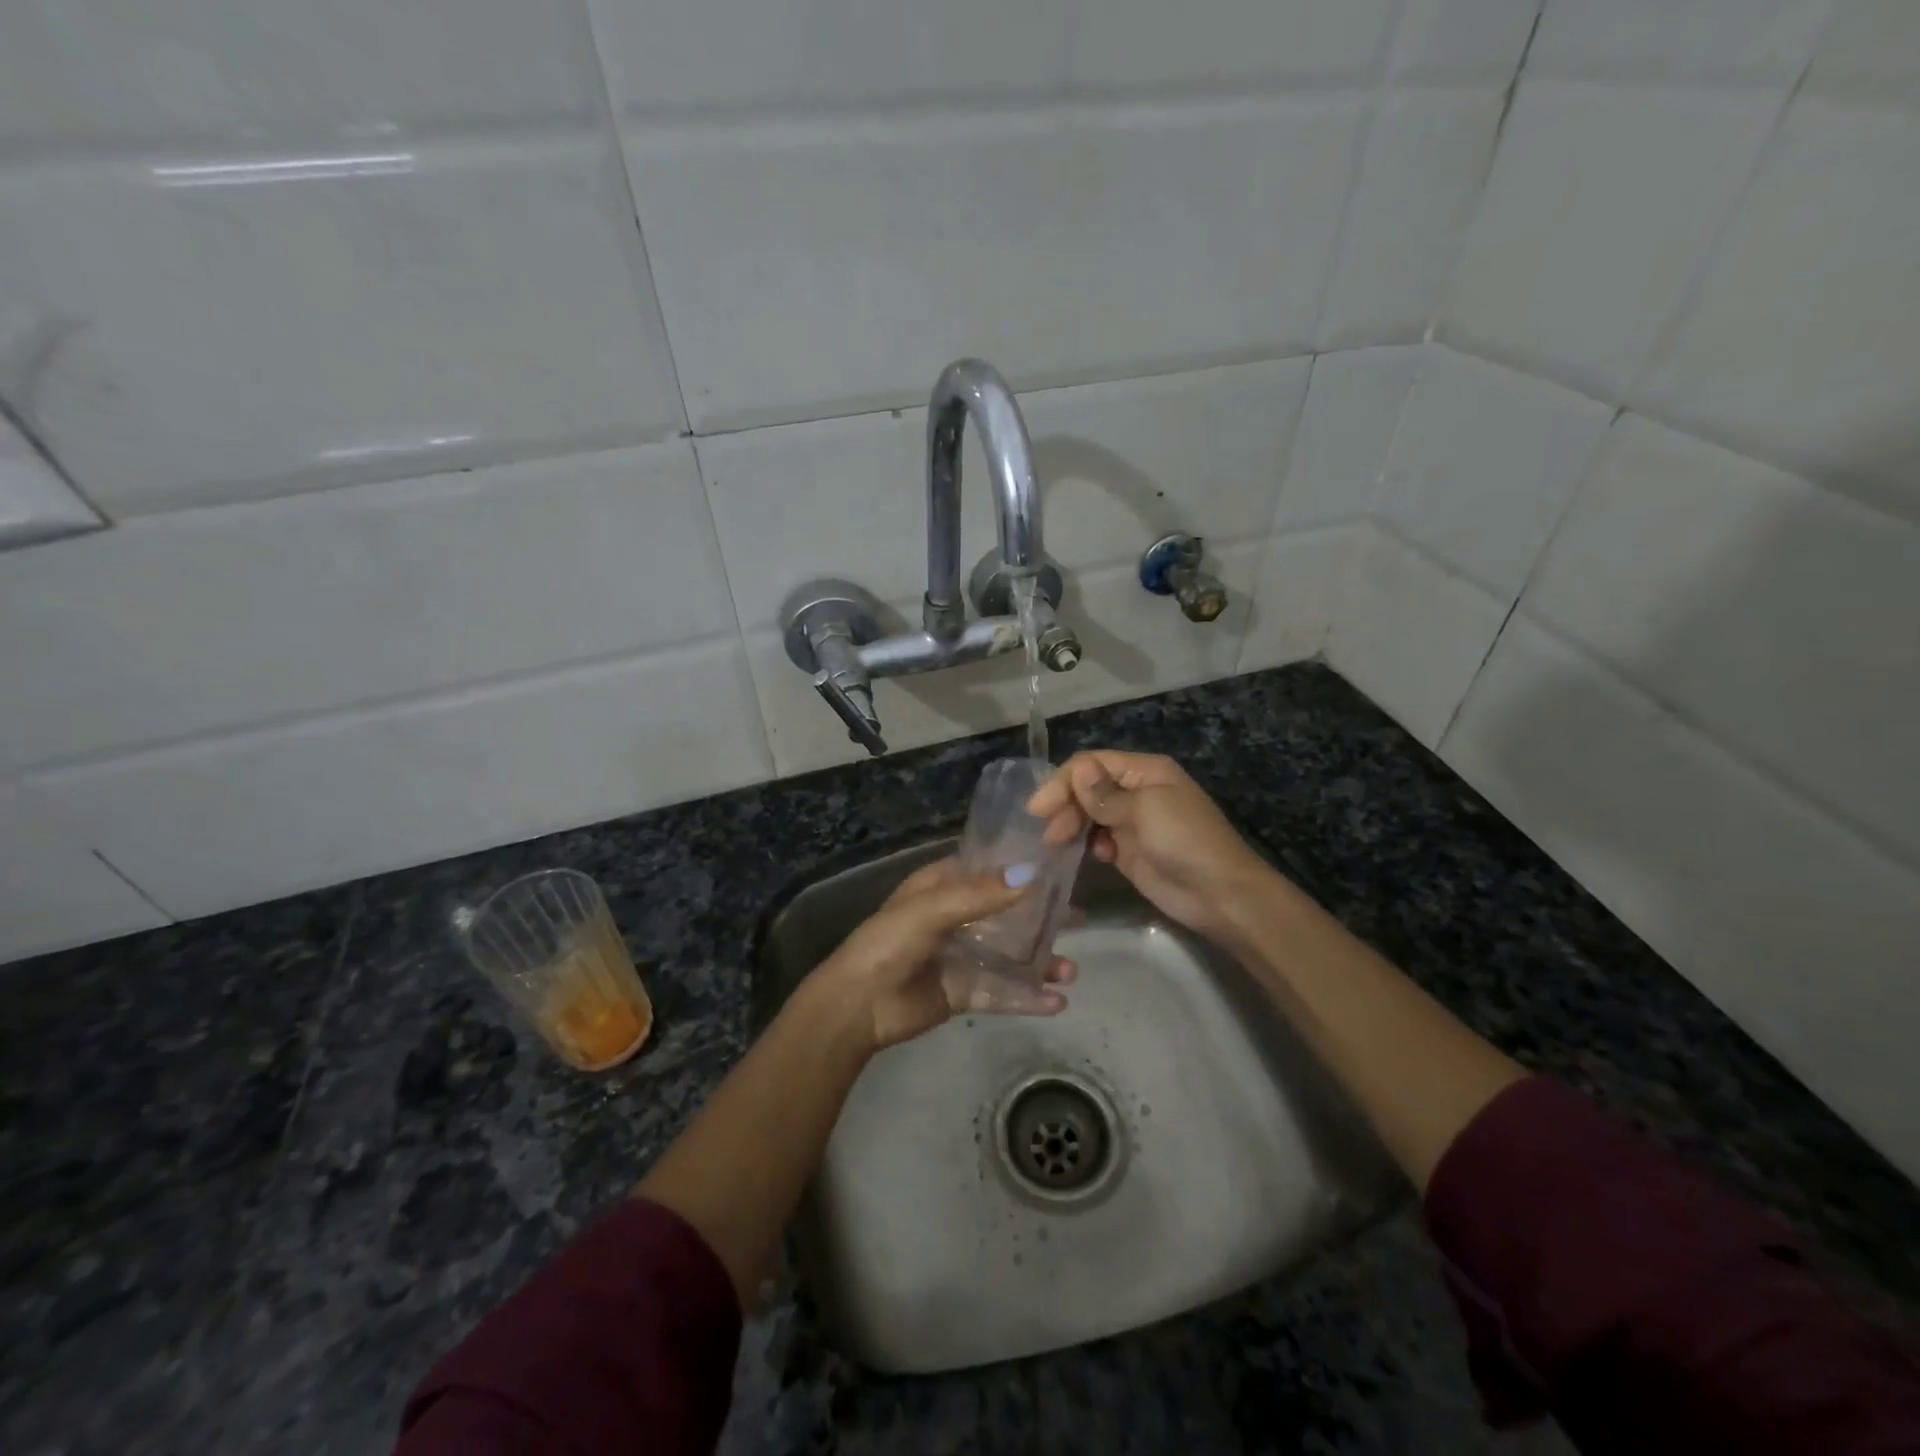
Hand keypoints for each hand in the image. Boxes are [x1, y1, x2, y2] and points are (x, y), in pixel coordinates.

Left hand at [807, 859, 1077, 1050]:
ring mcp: (960, 956)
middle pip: (1006, 913)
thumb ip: (980, 895)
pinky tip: (1056, 1003)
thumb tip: (1031, 874)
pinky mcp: (962, 991)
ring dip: (1039, 961)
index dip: (1022, 868)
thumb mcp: (929, 910)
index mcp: (942, 887)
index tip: (1061, 868)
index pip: (989, 870)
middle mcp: (955, 917)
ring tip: (1071, 972)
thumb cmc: (888, 944)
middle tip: (1079, 920)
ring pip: (1009, 954)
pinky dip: (1027, 997)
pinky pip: (1001, 991)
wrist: (856, 1007)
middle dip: (1041, 918)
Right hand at [1028, 751, 1268, 939]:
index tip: (1038, 808)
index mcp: (1144, 771)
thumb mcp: (1145, 809)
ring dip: (1072, 824)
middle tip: (1049, 833)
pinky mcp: (1129, 851)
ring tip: (1058, 844)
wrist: (1219, 894)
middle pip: (1087, 788)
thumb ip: (1106, 794)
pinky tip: (1095, 856)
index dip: (1063, 781)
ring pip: (1089, 814)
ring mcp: (1133, 822)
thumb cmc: (1185, 840)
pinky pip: (1099, 839)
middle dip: (1065, 805)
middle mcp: (1136, 791)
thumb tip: (1077, 771)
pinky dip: (1090, 844)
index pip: (1092, 764)